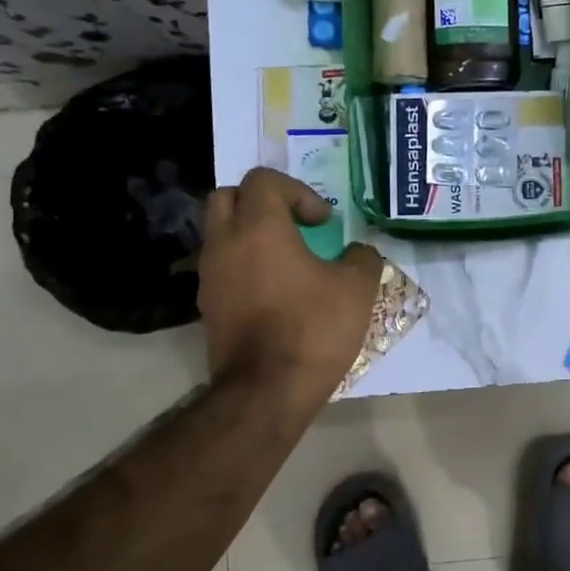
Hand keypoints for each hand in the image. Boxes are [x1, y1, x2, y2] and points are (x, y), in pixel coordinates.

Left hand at [196, 169, 384, 403]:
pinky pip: (222, 268)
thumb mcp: (357, 288)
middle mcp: (225, 243)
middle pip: (228, 197)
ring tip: (288, 261)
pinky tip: (274, 292)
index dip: (298, 191)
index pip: (263, 180)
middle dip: (262, 203)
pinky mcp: (207, 306)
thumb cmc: (313, 328)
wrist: (266, 390)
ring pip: (221, 234)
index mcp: (259, 227)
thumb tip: (358, 252)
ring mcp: (209, 276)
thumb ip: (362, 257)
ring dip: (251, 236)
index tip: (323, 223)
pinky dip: (244, 266)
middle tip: (294, 226)